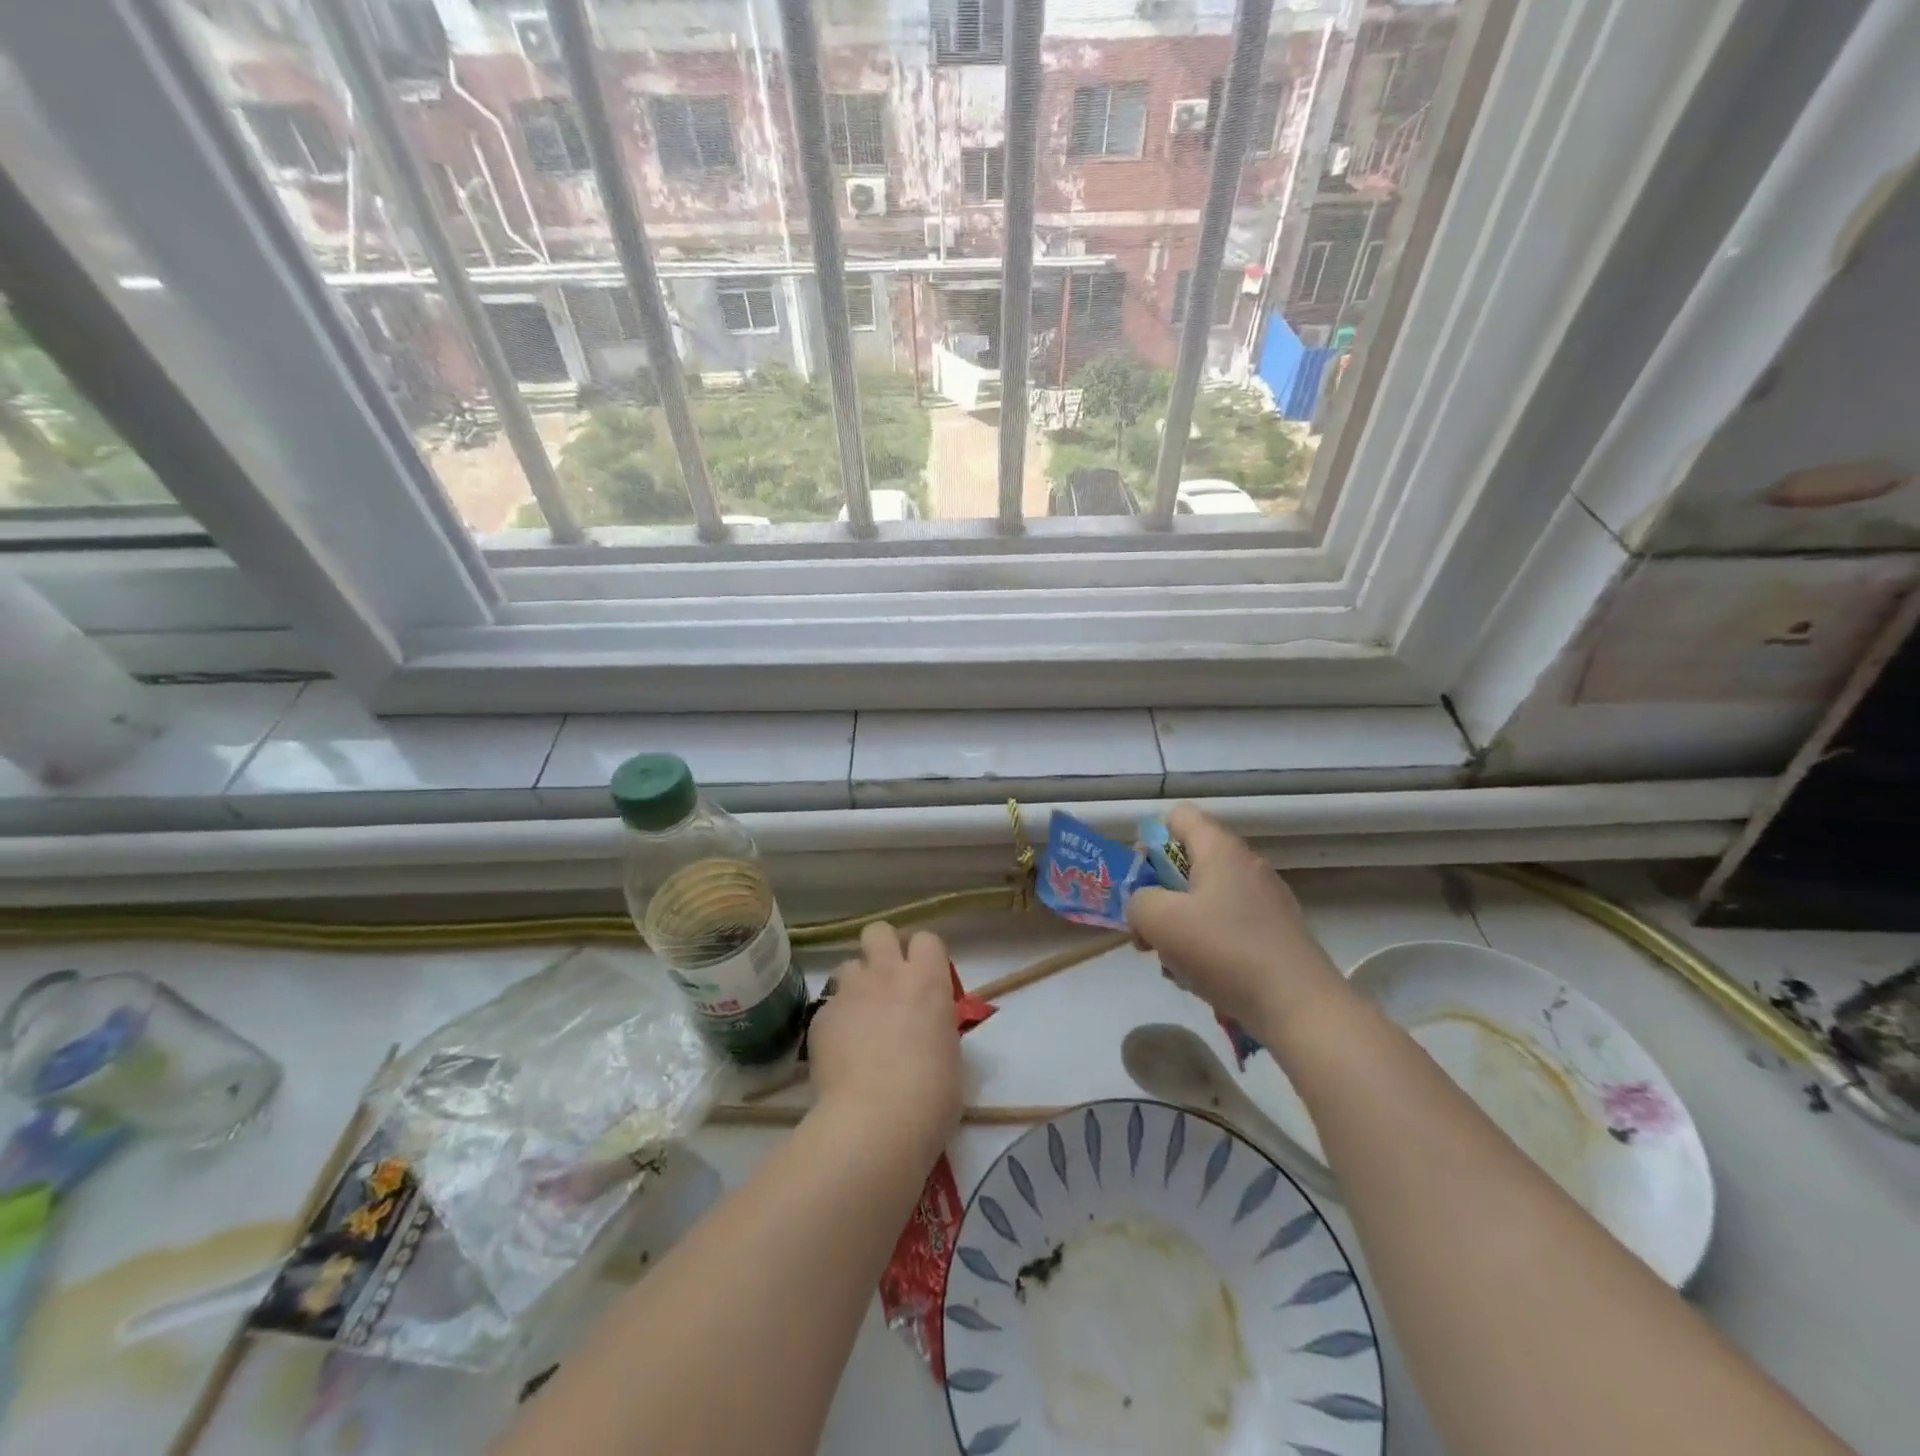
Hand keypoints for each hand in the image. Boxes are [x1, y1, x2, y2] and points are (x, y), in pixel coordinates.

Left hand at [807, 922, 961, 1157]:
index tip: (923, 977)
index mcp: (928, 980)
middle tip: (886, 981)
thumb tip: (928, 1031)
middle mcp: (887, 974)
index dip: (923, 955)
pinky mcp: (820, 1017)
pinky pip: (828, 1006)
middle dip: (881, 948)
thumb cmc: (931, 1095)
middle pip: (879, 931)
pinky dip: (835, 1022)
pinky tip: (839, 1052)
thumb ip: (937, 1028)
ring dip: (855, 985)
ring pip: (848, 966)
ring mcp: (850, 992)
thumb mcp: (951, 1055)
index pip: (927, 939)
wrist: (876, 1122)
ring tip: (858, 1018)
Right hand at [1126, 804, 1348, 1036]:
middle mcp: (1246, 865)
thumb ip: (1138, 901)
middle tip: (1148, 931)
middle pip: (1189, 863)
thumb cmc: (1224, 951)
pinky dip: (1208, 946)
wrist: (1299, 1007)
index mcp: (1220, 849)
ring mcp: (1267, 900)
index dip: (1151, 841)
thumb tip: (1145, 907)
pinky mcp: (1277, 934)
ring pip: (1206, 900)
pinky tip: (1202, 980)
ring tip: (1174, 964)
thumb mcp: (1159, 920)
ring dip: (1181, 927)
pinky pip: (1228, 927)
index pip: (1179, 816)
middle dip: (1160, 894)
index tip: (1141, 880)